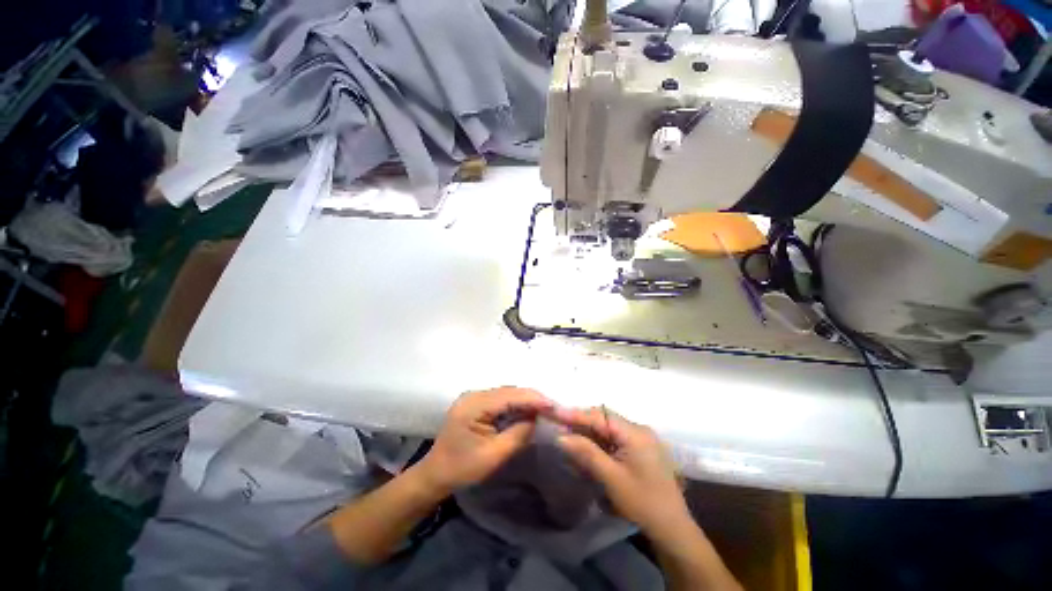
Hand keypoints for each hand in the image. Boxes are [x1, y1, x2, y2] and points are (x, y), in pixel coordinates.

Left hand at [417, 387, 552, 495]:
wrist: (435, 474)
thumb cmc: (462, 469)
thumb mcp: (494, 456)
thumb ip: (518, 434)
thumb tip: (536, 418)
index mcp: (474, 405)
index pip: (510, 395)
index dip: (533, 398)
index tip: (554, 405)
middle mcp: (474, 394)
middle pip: (509, 390)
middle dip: (531, 398)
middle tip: (552, 408)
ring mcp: (473, 397)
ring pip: (506, 392)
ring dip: (524, 400)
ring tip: (543, 408)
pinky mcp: (475, 402)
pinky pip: (500, 398)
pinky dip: (515, 403)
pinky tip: (526, 410)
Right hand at [554, 407, 687, 536]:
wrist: (673, 529)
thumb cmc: (643, 503)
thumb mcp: (611, 478)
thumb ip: (586, 453)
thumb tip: (561, 436)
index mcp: (635, 433)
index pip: (600, 415)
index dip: (576, 413)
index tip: (554, 412)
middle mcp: (638, 429)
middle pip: (604, 419)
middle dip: (581, 422)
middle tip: (559, 427)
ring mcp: (641, 439)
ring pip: (608, 428)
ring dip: (588, 433)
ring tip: (569, 439)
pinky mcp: (640, 449)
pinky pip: (615, 439)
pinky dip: (599, 443)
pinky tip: (587, 450)